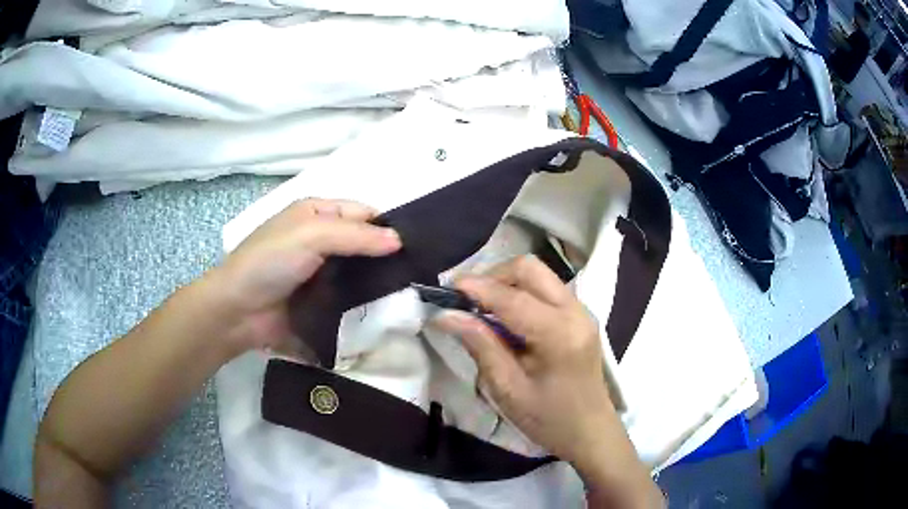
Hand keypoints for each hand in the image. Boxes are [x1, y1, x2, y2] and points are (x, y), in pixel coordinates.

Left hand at [210, 198, 400, 354]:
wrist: (239, 311)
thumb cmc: (270, 262)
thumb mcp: (311, 236)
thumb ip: (355, 235)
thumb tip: (399, 241)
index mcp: (317, 213)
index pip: (362, 212)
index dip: (387, 225)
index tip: (417, 245)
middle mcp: (321, 239)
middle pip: (363, 241)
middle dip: (387, 254)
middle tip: (420, 272)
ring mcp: (321, 271)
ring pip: (359, 270)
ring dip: (379, 280)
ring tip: (413, 291)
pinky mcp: (321, 300)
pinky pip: (350, 296)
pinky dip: (366, 301)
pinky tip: (389, 308)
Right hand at [432, 255, 612, 465]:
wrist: (591, 432)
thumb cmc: (549, 419)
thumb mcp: (508, 389)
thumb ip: (481, 346)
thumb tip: (447, 315)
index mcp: (559, 334)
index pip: (512, 298)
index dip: (477, 289)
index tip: (446, 290)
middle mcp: (575, 312)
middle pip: (530, 269)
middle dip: (494, 276)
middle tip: (467, 300)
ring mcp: (581, 311)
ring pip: (539, 275)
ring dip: (507, 282)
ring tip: (482, 308)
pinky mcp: (580, 316)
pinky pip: (547, 289)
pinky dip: (522, 292)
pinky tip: (506, 317)